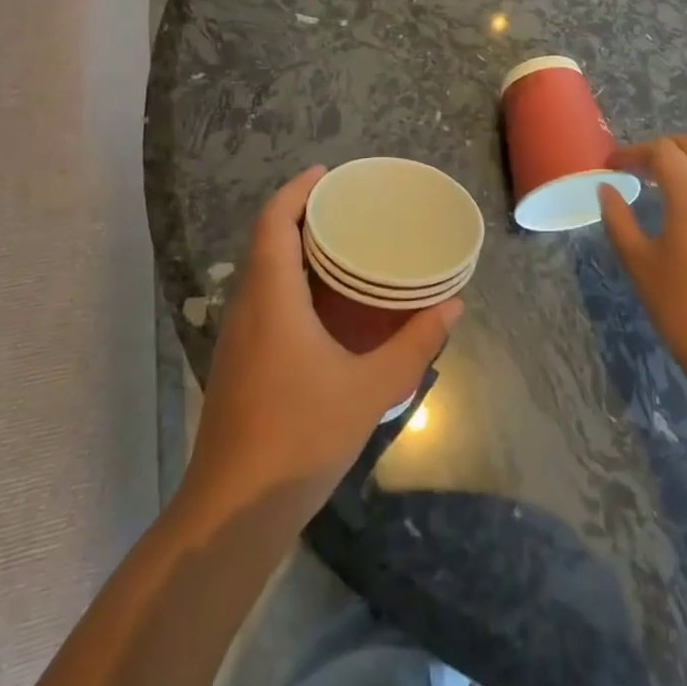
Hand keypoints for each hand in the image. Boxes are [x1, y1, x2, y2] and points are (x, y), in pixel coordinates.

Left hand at [181, 166, 462, 525]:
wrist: (233, 511)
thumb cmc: (301, 437)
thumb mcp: (370, 389)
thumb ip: (414, 344)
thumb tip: (452, 305)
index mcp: (272, 298)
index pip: (274, 222)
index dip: (296, 191)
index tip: (327, 174)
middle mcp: (248, 307)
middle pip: (266, 241)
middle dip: (300, 214)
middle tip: (345, 206)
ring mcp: (238, 337)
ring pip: (261, 272)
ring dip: (293, 248)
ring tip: (340, 245)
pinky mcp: (238, 362)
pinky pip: (263, 299)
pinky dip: (289, 281)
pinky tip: (322, 304)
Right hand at [599, 135, 686, 409]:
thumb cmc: (681, 306)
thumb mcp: (638, 262)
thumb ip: (619, 219)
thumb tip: (607, 190)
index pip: (663, 152)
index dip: (633, 153)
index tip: (611, 166)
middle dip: (663, 148)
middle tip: (636, 168)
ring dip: (684, 165)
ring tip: (655, 188)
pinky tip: (681, 214)